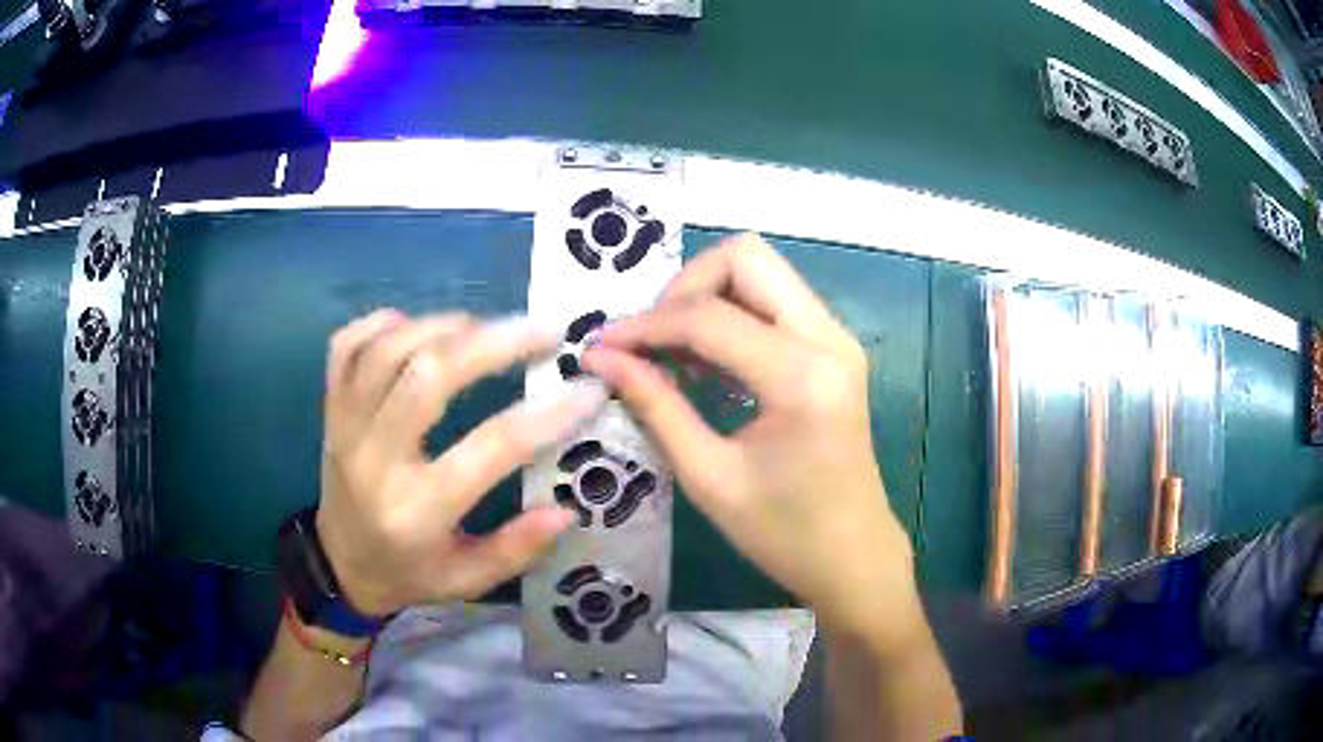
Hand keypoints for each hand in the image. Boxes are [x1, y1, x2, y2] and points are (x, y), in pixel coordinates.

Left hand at [316, 311, 607, 616]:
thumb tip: (566, 509)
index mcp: (416, 510)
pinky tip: (416, 326)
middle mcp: (374, 459)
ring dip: (445, 325)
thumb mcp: (466, 581)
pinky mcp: (330, 408)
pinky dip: (382, 323)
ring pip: (388, 349)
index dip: (546, 415)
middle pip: (428, 375)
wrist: (339, 565)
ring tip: (489, 325)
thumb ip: (516, 549)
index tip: (587, 390)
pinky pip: (346, 346)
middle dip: (494, 342)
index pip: (489, 449)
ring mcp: (345, 426)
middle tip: (544, 330)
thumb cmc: (409, 573)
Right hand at [583, 235, 920, 646]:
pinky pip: (776, 300)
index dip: (646, 325)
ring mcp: (837, 339)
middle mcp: (828, 339)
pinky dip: (733, 313)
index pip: (708, 316)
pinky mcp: (834, 349)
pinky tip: (707, 361)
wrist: (854, 557)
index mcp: (801, 377)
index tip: (601, 346)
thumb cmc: (784, 534)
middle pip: (746, 256)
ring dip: (708, 296)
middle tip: (650, 340)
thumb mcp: (709, 477)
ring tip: (672, 352)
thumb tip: (601, 357)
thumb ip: (655, 406)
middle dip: (685, 287)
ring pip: (762, 270)